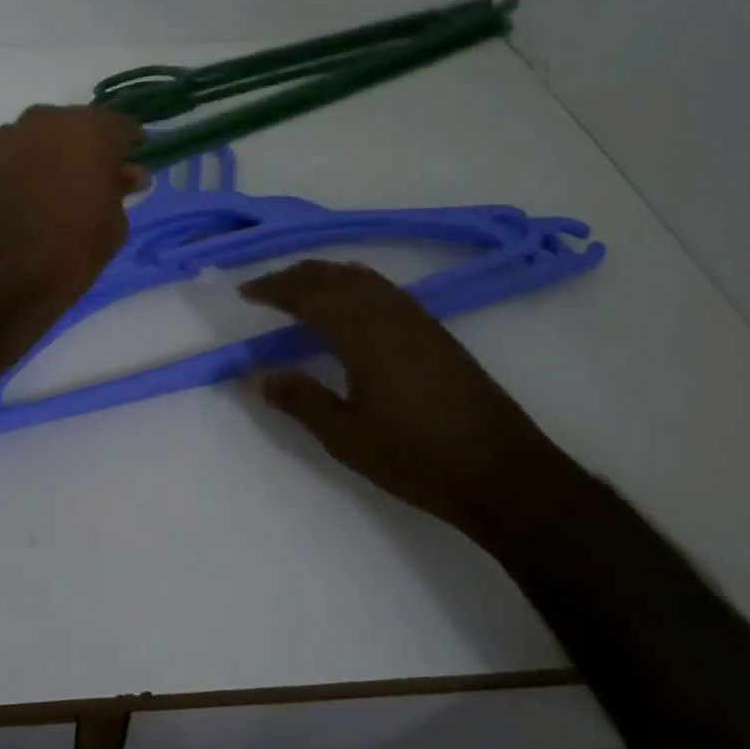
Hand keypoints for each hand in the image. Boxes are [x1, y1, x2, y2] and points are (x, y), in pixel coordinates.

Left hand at [0, 106, 144, 356]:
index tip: (132, 169)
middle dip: (90, 150)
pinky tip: (30, 198)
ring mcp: (8, 137)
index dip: (129, 147)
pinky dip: (27, 168)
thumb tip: (127, 174)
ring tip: (60, 191)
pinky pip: (16, 155)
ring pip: (43, 138)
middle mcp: (46, 121)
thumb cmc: (69, 254)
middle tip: (97, 181)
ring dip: (55, 157)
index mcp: (89, 131)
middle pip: (78, 127)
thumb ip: (121, 190)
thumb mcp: (112, 226)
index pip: (120, 126)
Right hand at [239, 261, 582, 544]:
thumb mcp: (346, 437)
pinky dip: (355, 284)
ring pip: (363, 277)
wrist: (504, 473)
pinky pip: (384, 289)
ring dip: (327, 275)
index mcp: (361, 334)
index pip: (307, 296)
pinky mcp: (436, 332)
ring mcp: (417, 320)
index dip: (273, 289)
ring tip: (302, 289)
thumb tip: (258, 375)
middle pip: (334, 276)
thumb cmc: (417, 456)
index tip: (245, 292)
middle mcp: (388, 314)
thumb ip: (300, 400)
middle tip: (267, 288)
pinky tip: (352, 308)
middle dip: (297, 275)